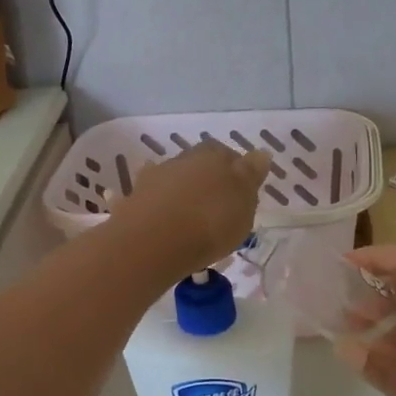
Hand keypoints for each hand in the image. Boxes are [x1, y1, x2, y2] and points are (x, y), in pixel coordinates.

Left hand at [108, 140, 273, 281]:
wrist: (154, 242)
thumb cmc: (210, 221)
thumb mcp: (244, 201)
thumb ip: (251, 174)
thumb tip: (260, 153)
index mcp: (214, 155)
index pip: (229, 155)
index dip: (237, 173)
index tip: (241, 195)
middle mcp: (183, 159)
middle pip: (200, 165)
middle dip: (208, 182)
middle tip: (218, 208)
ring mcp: (155, 177)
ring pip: (175, 180)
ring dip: (183, 193)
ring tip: (192, 219)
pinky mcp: (135, 200)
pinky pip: (152, 199)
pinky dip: (160, 206)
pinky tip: (164, 220)